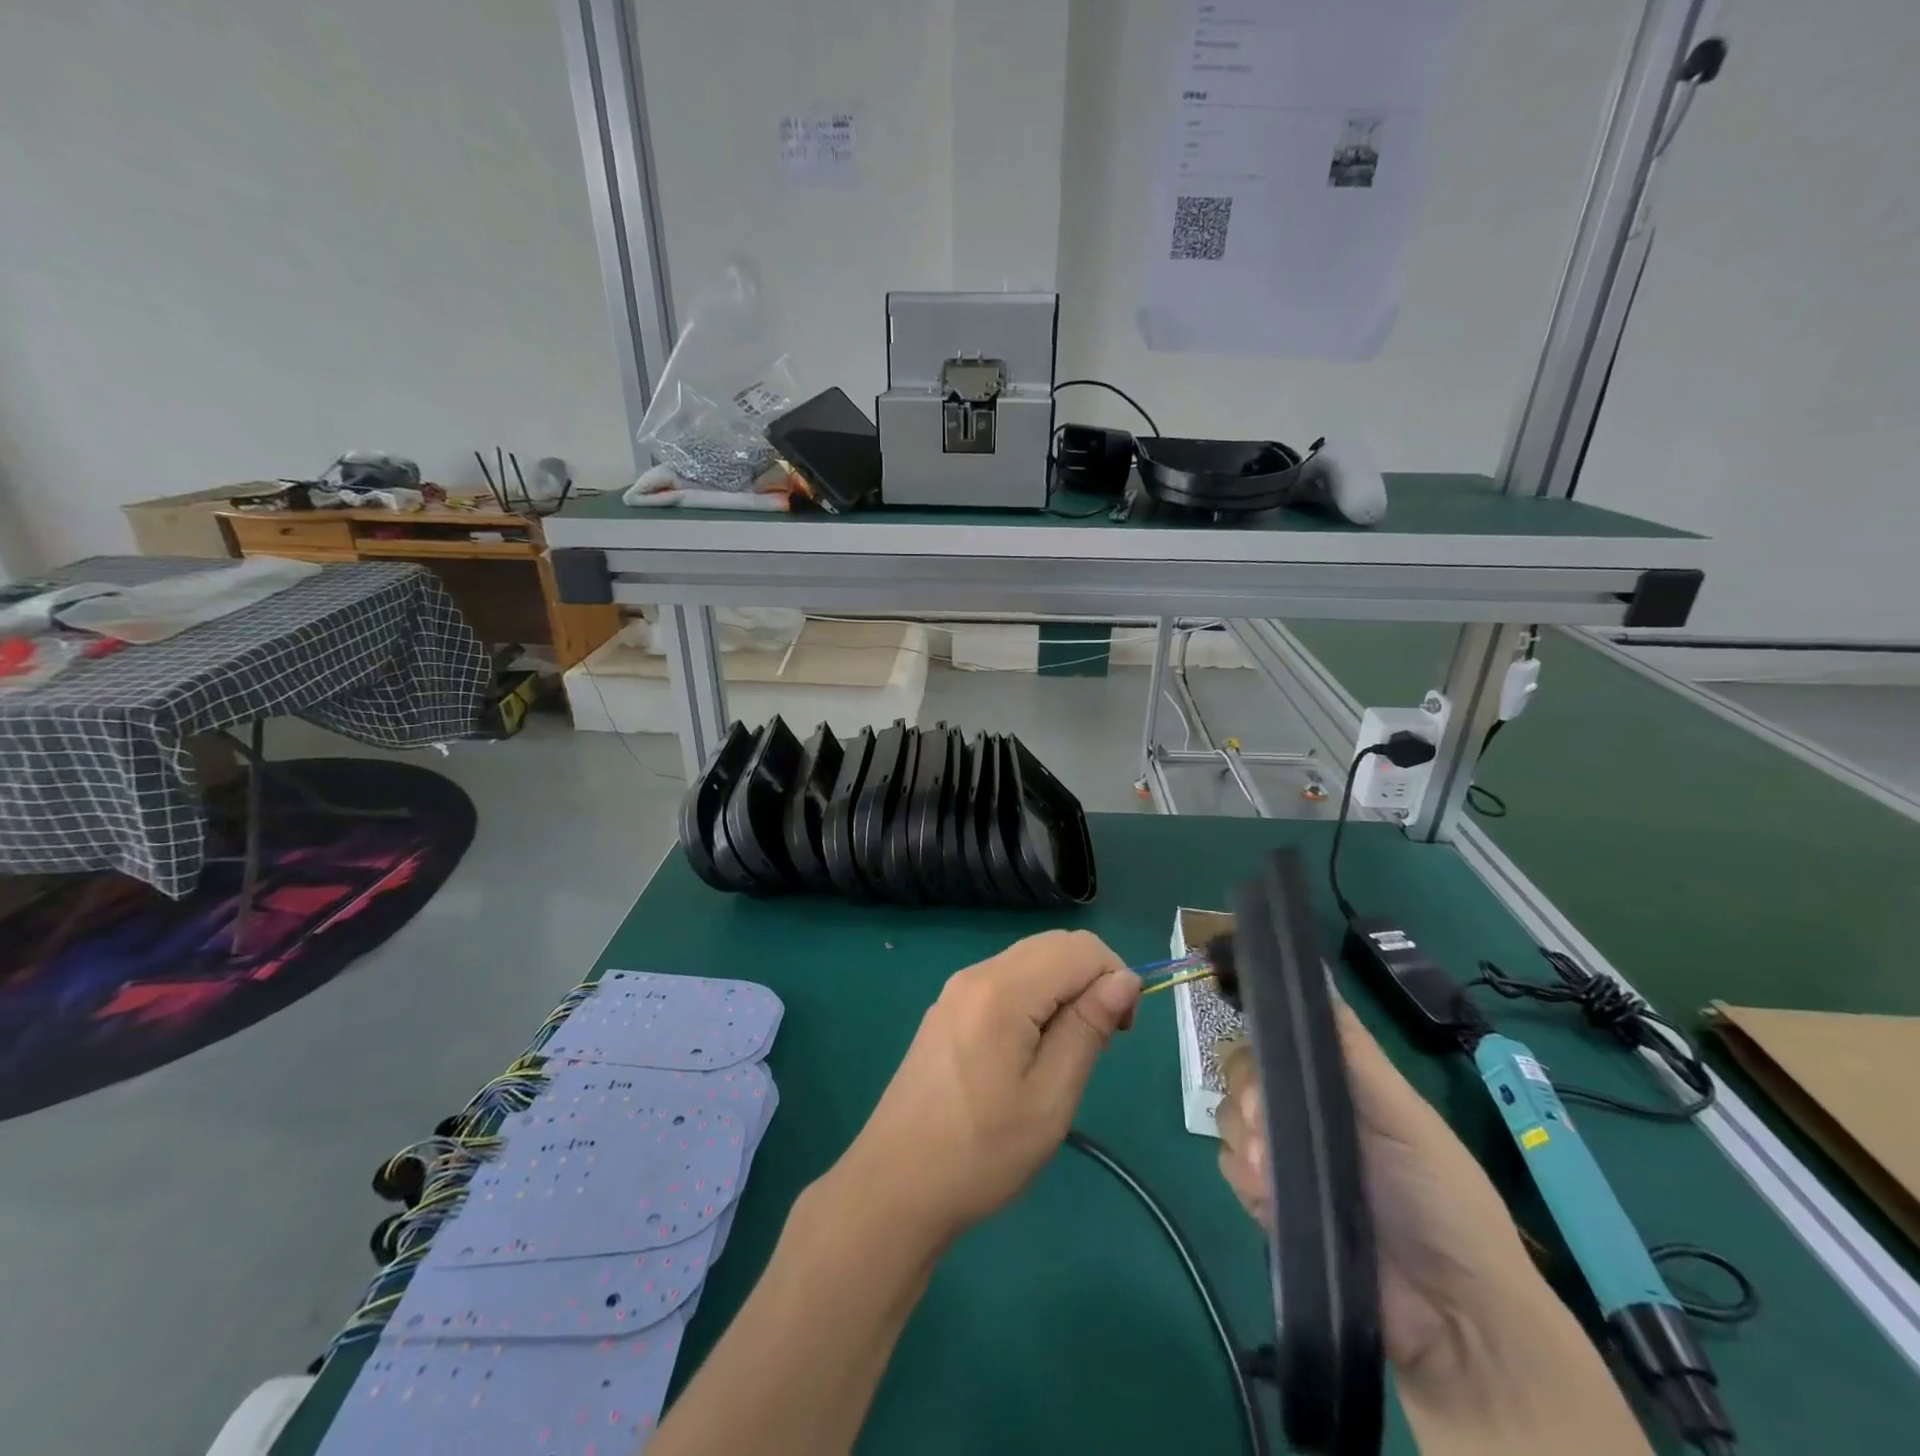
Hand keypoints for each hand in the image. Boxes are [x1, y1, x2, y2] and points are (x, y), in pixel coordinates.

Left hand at [829, 930, 1141, 1248]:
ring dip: (1064, 988)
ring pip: (1030, 960)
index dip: (1115, 977)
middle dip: (1091, 979)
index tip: (1122, 1032)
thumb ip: (1088, 1029)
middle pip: (1054, 946)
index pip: (1080, 948)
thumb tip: (1124, 979)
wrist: (895, 1186)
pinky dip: (1035, 997)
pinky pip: (1005, 980)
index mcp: (1002, 990)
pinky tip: (1030, 1050)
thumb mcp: (1050, 1098)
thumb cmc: (981, 1152)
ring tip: (1066, 1052)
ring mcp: (957, 989)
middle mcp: (977, 974)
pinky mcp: (948, 1008)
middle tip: (1098, 1042)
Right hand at [1216, 1001, 1533, 1371]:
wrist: (1452, 1320)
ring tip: (1271, 1173)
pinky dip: (1243, 1175)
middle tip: (1265, 1127)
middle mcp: (1304, 1112)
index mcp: (1337, 1085)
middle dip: (1245, 1093)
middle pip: (1243, 1072)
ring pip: (1229, 1117)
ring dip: (1244, 1139)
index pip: (1277, 1039)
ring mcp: (1285, 1157)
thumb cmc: (1440, 1200)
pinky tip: (1267, 1194)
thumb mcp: (1405, 1114)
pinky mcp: (1269, 1202)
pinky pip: (1229, 1166)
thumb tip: (1314, 974)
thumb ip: (1353, 1050)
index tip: (1254, 1055)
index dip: (1259, 1039)